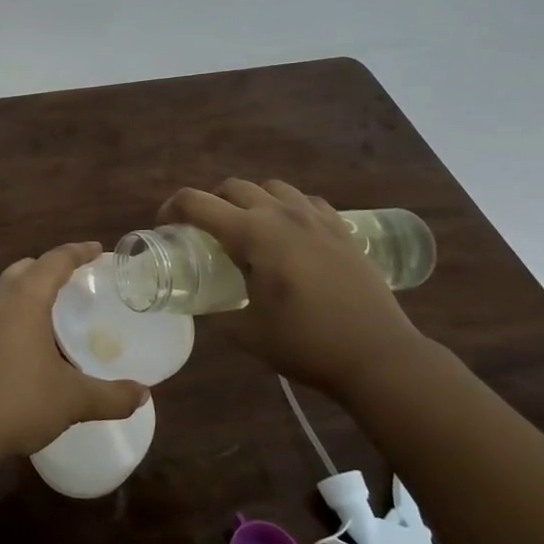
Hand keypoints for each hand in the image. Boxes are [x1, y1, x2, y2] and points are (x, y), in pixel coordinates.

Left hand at [0, 241, 150, 459]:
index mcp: (25, 299)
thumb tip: (143, 394)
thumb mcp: (73, 399)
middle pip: (25, 268)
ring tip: (52, 309)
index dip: (78, 252)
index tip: (97, 250)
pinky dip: (13, 311)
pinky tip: (25, 339)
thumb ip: (111, 396)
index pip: (54, 261)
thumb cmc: (19, 401)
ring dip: (28, 289)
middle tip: (76, 281)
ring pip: (5, 288)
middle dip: (50, 268)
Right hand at [159, 179, 434, 398]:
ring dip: (250, 200)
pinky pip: (306, 202)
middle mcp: (281, 214)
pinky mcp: (342, 229)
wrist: (379, 356)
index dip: (172, 209)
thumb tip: (198, 303)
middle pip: (233, 187)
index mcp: (252, 234)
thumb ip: (215, 312)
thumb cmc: (306, 344)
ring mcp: (316, 218)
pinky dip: (288, 208)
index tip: (165, 226)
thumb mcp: (246, 333)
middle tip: (205, 232)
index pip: (197, 203)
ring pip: (271, 187)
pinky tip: (291, 234)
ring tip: (249, 229)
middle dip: (211, 203)